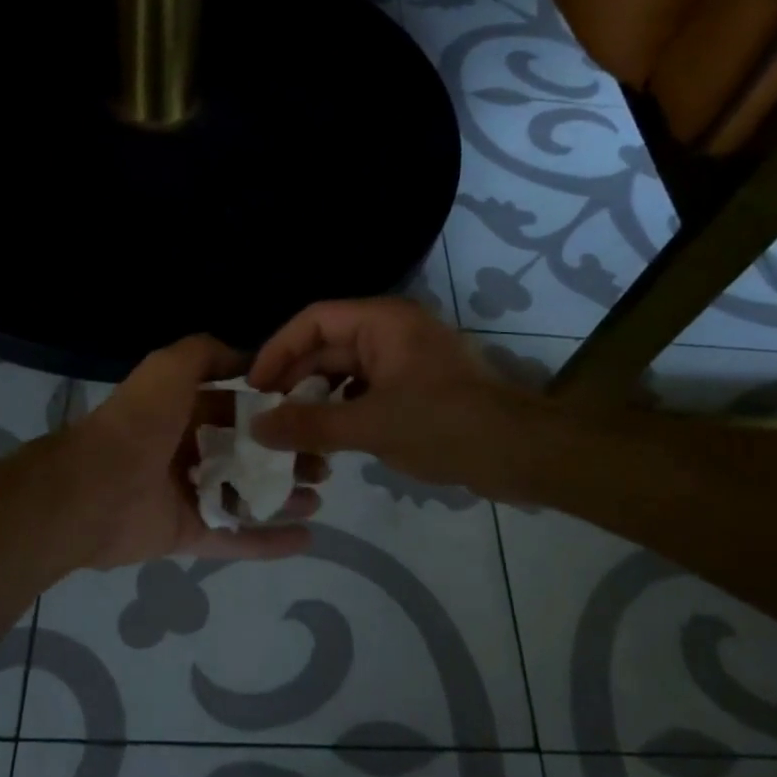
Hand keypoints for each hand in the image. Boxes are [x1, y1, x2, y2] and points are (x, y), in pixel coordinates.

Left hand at [66, 334, 327, 568]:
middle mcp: (186, 451)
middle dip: (285, 456)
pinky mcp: (188, 533)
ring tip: (318, 496)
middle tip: (323, 464)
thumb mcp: (169, 367)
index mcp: (182, 412)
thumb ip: (206, 354)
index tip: (311, 415)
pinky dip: (269, 541)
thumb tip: (248, 358)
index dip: (273, 411)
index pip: (237, 409)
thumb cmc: (138, 422)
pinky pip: (235, 538)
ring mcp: (188, 495)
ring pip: (246, 495)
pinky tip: (307, 538)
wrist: (94, 489)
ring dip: (283, 496)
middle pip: (247, 453)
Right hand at [247, 298, 533, 489]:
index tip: (254, 386)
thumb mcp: (371, 426)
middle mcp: (392, 331)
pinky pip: (365, 391)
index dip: (278, 350)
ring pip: (345, 372)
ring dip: (317, 399)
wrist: (522, 455)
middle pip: (327, 346)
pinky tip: (326, 439)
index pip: (314, 321)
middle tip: (265, 416)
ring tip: (289, 431)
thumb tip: (256, 427)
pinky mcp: (415, 389)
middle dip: (295, 380)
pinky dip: (342, 411)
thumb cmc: (446, 427)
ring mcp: (405, 361)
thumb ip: (310, 424)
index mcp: (383, 322)